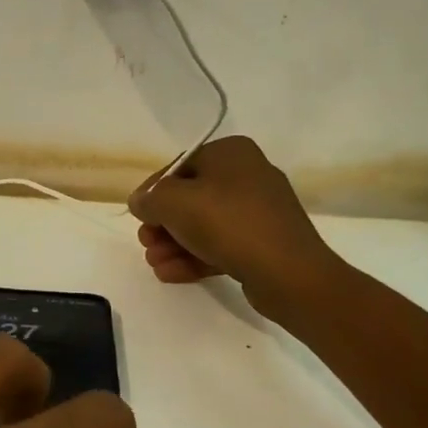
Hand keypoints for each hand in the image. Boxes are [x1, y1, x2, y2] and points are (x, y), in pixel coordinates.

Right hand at [129, 136, 329, 310]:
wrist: (289, 273)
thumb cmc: (228, 223)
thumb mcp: (175, 203)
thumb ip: (150, 198)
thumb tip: (140, 201)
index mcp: (231, 153)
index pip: (179, 167)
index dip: (153, 192)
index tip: (138, 217)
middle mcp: (248, 174)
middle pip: (190, 198)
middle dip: (163, 224)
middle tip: (146, 244)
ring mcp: (259, 211)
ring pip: (204, 224)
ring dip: (174, 244)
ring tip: (156, 264)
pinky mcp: (264, 243)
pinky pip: (222, 244)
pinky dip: (195, 256)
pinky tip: (171, 274)